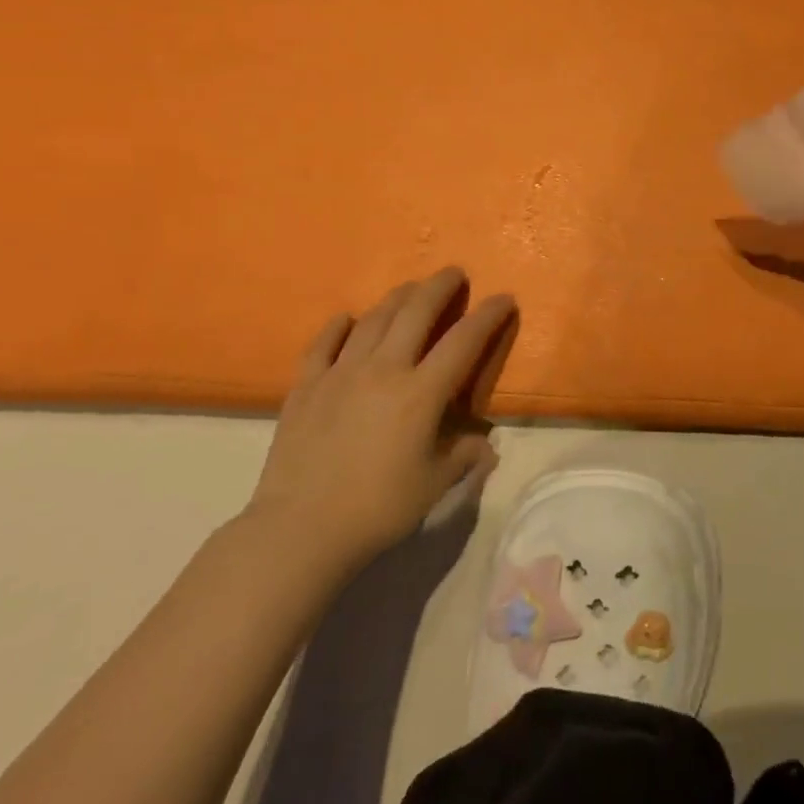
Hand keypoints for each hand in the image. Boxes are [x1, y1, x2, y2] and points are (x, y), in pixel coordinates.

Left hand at [243, 267, 515, 566]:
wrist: (299, 530)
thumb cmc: (377, 509)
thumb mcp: (433, 485)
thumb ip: (463, 457)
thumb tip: (483, 444)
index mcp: (421, 392)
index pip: (464, 340)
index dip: (489, 315)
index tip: (504, 298)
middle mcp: (383, 369)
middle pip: (416, 312)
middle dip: (440, 286)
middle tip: (454, 273)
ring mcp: (340, 373)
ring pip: (373, 319)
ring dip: (397, 298)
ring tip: (411, 289)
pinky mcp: (306, 386)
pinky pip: (323, 344)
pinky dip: (338, 326)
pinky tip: (346, 319)